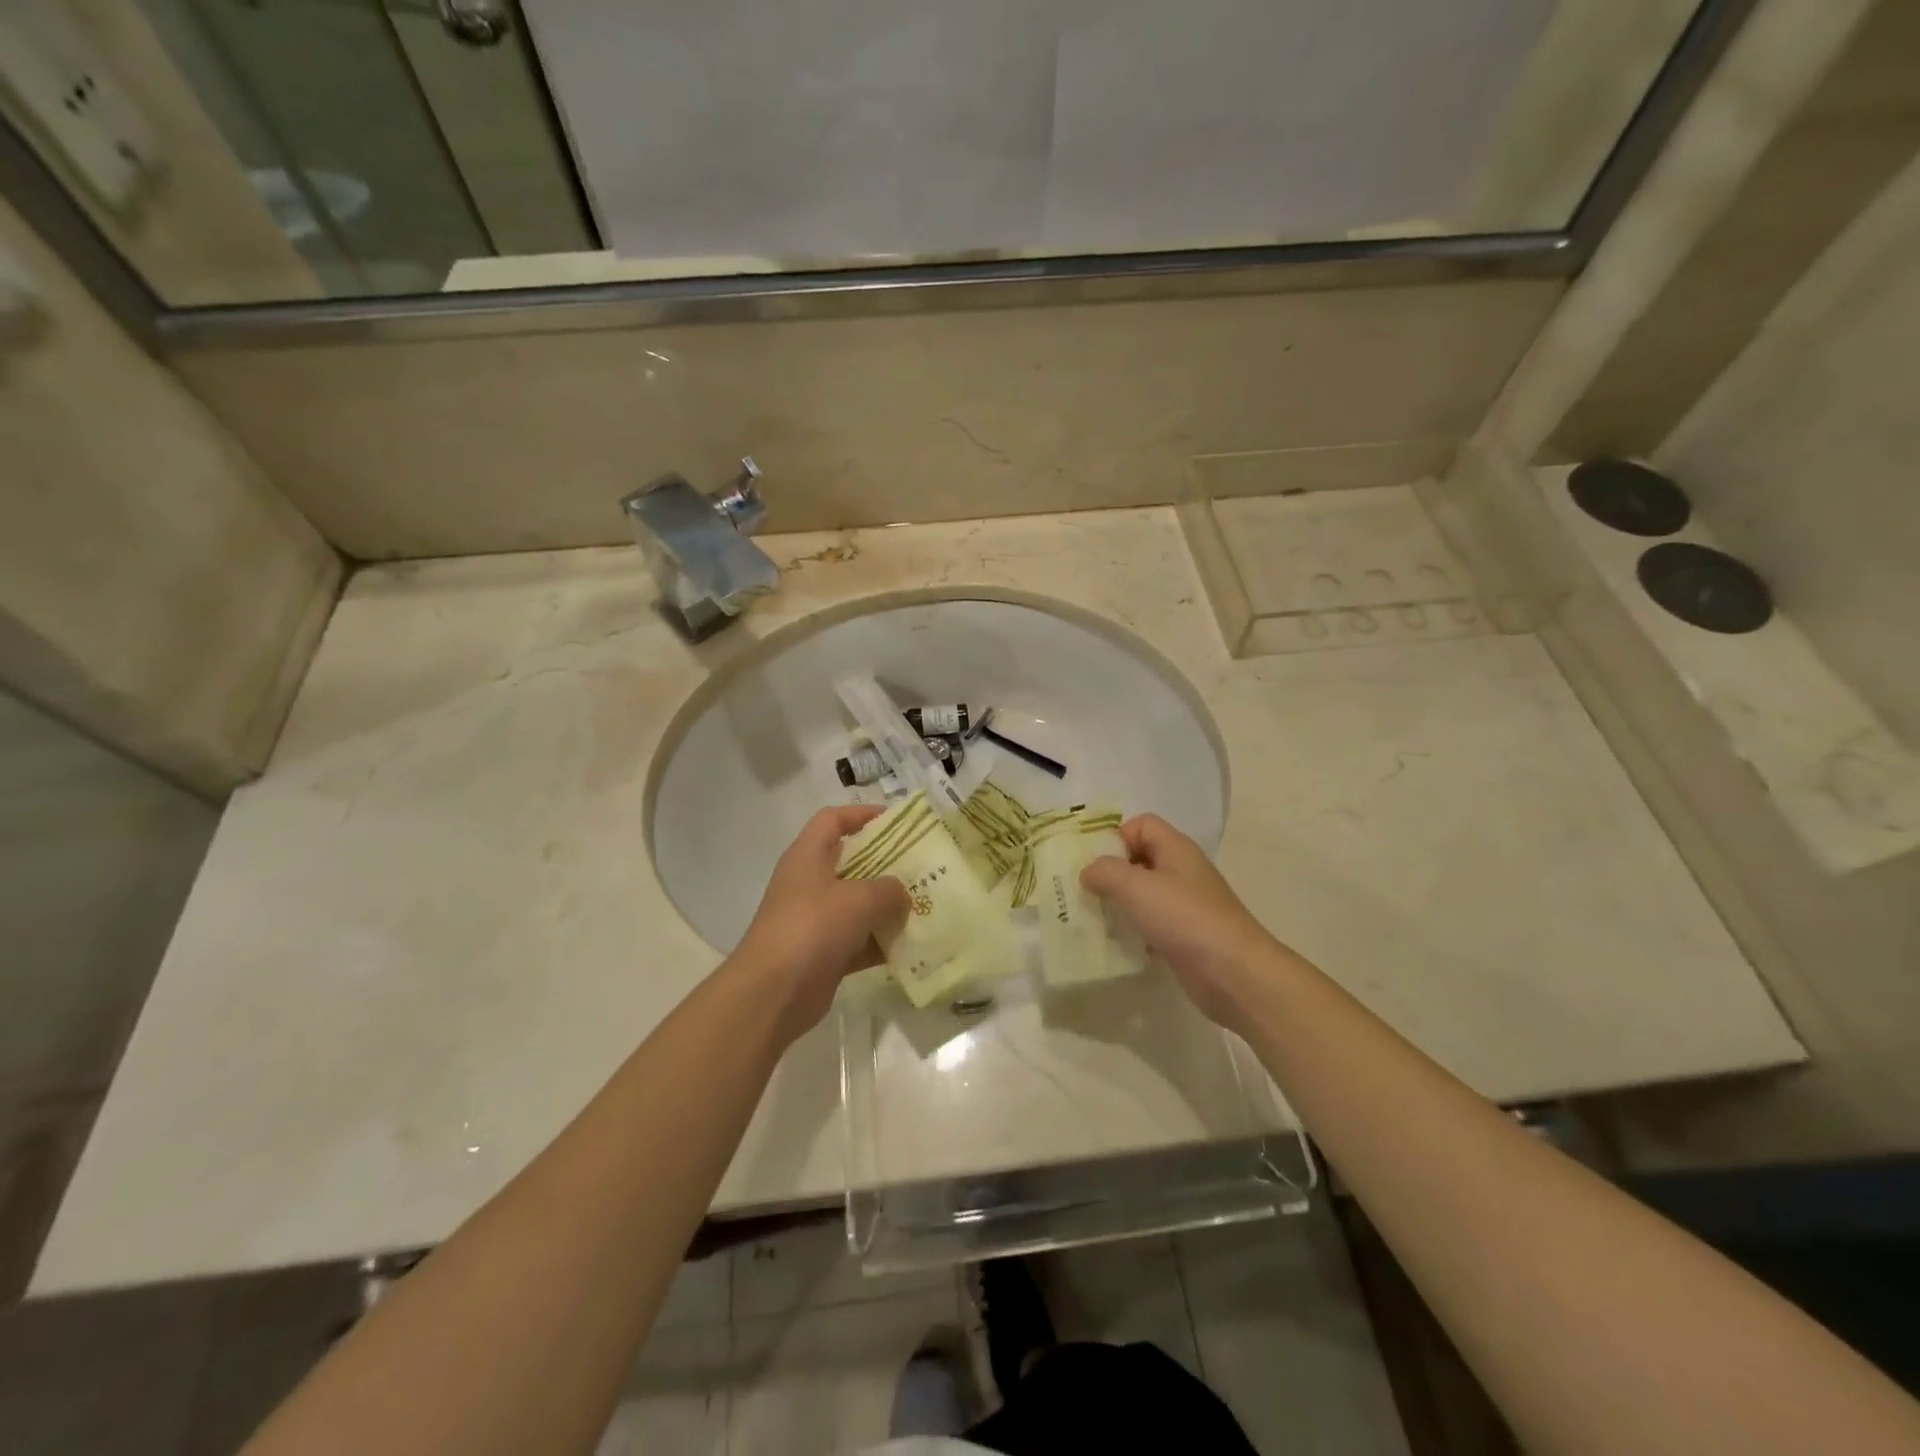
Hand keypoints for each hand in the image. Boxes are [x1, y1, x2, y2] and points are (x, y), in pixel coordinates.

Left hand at [731, 806, 909, 1040]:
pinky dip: (880, 943)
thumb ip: (889, 890)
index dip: (862, 815)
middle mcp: (809, 884)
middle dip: (886, 865)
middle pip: (851, 863)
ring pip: (857, 905)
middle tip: (921, 867)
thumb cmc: (812, 928)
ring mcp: (815, 921)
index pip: (832, 820)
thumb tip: (902, 895)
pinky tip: (911, 946)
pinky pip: (859, 941)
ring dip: (887, 907)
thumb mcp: (859, 899)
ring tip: (925, 905)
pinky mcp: (823, 954)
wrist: (772, 994)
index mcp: (808, 857)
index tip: (896, 821)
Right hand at [1080, 814, 1279, 1029]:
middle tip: (1086, 891)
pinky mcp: (1185, 935)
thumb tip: (1088, 871)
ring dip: (1120, 903)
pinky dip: (1134, 929)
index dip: (1117, 837)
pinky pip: (1152, 923)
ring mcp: (1186, 904)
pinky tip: (1118, 943)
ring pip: (1144, 893)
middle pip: (1140, 858)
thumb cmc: (1184, 918)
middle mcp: (1182, 871)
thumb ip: (1105, 871)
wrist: (1234, 973)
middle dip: (1111, 872)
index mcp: (1176, 848)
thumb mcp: (1136, 886)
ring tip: (1095, 918)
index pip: (1141, 824)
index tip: (1096, 863)